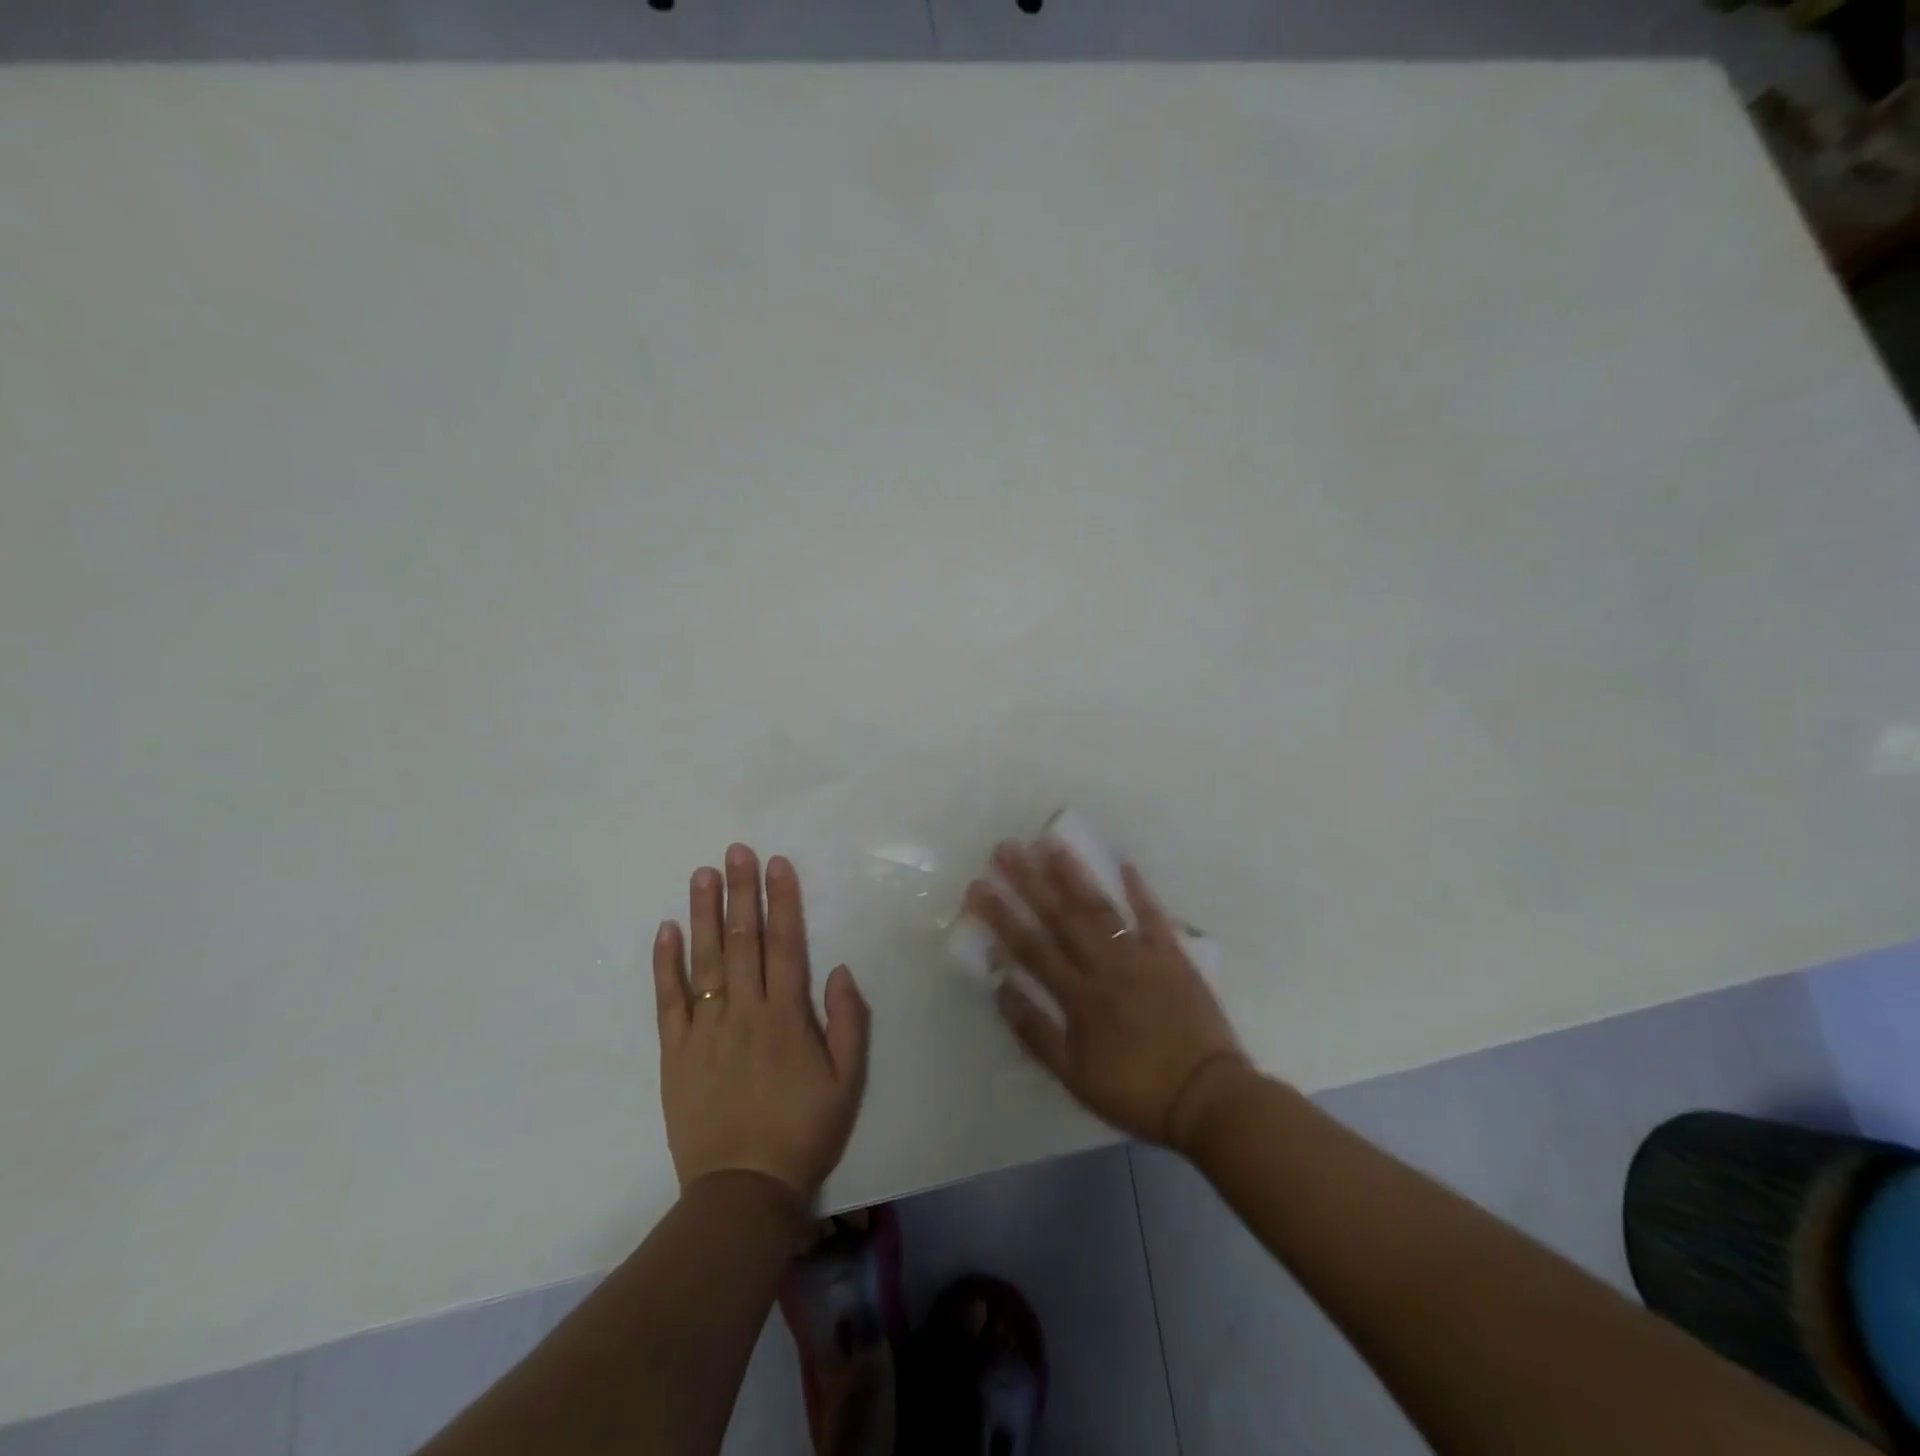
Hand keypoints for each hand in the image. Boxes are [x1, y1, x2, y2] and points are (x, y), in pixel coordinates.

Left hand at [654, 844, 869, 1202]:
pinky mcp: (674, 1053)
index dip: (782, 901)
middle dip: (741, 892)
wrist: (743, 1191)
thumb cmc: (803, 1131)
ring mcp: (705, 1031)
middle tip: (736, 851)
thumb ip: (848, 1022)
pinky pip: (667, 1001)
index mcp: (787, 1017)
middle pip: (742, 941)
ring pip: (704, 961)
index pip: (784, 944)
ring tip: (701, 874)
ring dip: (704, 914)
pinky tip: (666, 930)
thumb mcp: (847, 1081)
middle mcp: (744, 1013)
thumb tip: (837, 968)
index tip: (776, 864)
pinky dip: (665, 964)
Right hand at [966, 839, 1249, 1148]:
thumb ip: (1035, 1031)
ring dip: (1074, 874)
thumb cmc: (1136, 1091)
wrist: (1208, 1098)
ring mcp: (1142, 956)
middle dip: (1030, 881)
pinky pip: (1154, 915)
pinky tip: (1124, 862)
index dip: (1002, 915)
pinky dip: (1139, 889)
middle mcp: (1106, 966)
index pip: (1031, 947)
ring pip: (1101, 908)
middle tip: (1006, 848)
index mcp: (1079, 997)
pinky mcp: (1173, 955)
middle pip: (1062, 917)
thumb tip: (1001, 986)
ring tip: (1050, 843)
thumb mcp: (1074, 1077)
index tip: (978, 886)